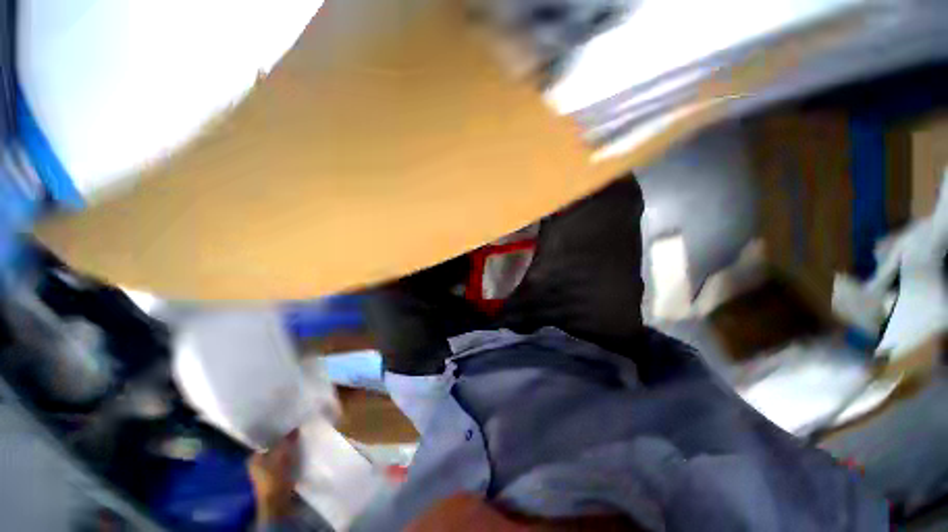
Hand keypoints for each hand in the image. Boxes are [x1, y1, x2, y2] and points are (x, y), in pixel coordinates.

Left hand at [248, 429, 298, 523]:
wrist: (278, 500)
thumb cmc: (274, 475)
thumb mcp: (281, 454)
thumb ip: (287, 440)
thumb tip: (295, 428)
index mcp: (253, 457)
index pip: (265, 441)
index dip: (277, 433)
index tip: (288, 426)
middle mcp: (257, 463)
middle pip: (272, 447)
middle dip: (283, 441)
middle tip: (296, 432)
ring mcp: (266, 471)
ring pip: (279, 454)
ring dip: (288, 449)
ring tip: (299, 440)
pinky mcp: (276, 476)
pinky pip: (283, 462)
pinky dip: (290, 457)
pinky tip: (298, 452)